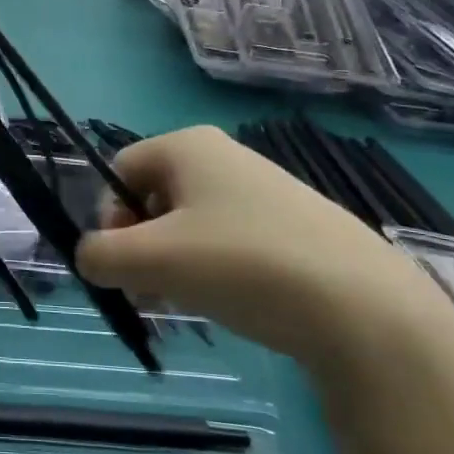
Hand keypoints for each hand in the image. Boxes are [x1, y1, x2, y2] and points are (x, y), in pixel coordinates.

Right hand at [75, 127, 453, 381]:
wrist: (363, 308)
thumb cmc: (242, 264)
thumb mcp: (151, 260)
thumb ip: (100, 255)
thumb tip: (90, 258)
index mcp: (188, 146)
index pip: (118, 169)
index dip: (108, 216)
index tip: (123, 261)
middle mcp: (224, 156)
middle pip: (152, 197)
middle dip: (140, 244)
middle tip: (150, 289)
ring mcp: (263, 190)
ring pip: (189, 223)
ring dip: (172, 262)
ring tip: (188, 301)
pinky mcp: (292, 226)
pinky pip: (228, 240)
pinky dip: (213, 269)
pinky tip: (229, 302)